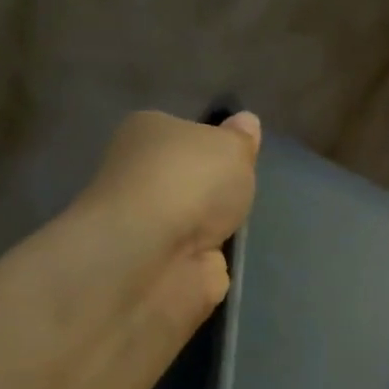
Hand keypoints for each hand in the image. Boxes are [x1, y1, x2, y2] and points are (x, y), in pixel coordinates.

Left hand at [68, 109, 260, 337]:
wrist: (157, 254)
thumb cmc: (190, 182)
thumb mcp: (231, 147)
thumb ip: (241, 139)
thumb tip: (246, 123)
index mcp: (148, 132)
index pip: (185, 133)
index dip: (214, 144)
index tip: (241, 158)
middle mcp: (142, 175)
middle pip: (189, 179)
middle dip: (215, 189)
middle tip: (247, 193)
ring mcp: (152, 225)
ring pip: (194, 220)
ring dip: (216, 226)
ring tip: (246, 227)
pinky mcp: (164, 265)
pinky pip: (198, 257)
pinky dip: (214, 260)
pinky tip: (234, 258)